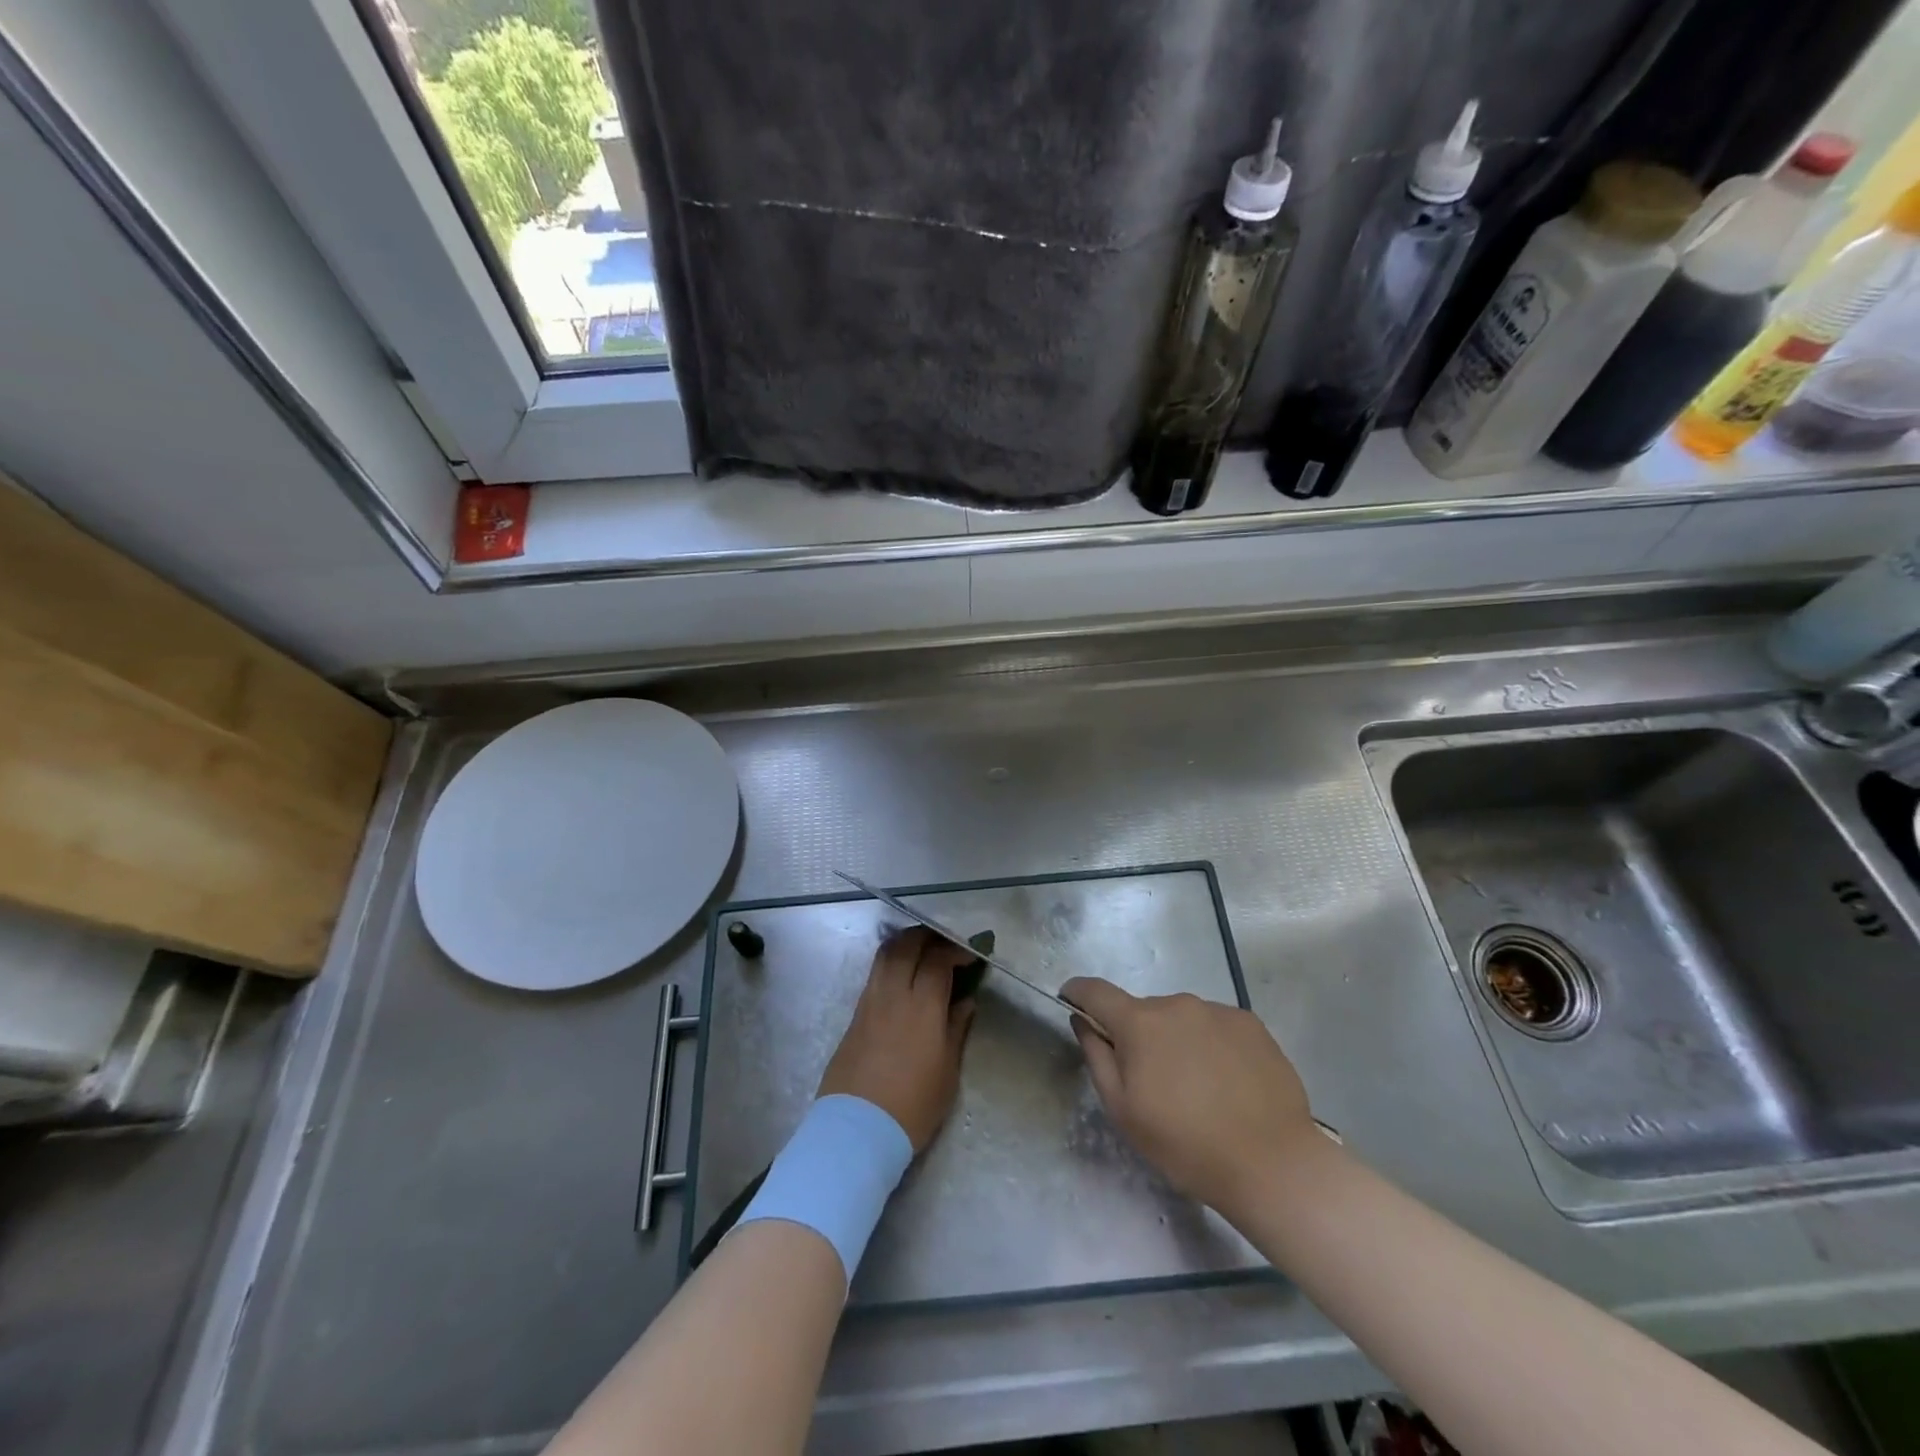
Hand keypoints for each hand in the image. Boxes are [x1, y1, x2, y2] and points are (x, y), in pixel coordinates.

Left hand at [819, 927, 976, 1151]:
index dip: (955, 951)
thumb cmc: (912, 1106)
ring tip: (921, 951)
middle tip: (944, 943)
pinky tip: (901, 976)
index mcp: (922, 1006)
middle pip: (907, 945)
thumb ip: (956, 1029)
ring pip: (885, 954)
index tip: (970, 955)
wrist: (858, 1129)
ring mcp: (870, 1002)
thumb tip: (965, 1002)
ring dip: (905, 943)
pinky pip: (874, 974)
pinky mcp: (855, 1015)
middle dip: (928, 936)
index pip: (937, 960)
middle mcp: (893, 994)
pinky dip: (890, 963)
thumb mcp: (947, 1072)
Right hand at [1062, 977, 1318, 1218]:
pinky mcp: (1251, 1024)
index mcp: (1140, 1022)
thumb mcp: (1123, 1112)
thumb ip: (1096, 1058)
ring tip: (1197, 1088)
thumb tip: (1082, 1021)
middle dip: (1138, 1035)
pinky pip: (1215, 1026)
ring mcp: (1217, 1010)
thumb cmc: (1186, 1145)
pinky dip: (1210, 1045)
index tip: (1070, 1000)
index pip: (1096, 991)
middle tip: (1152, 1081)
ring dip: (1177, 1041)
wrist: (1272, 1164)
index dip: (1078, 992)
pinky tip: (1227, 1083)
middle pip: (1143, 1011)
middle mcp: (1177, 1004)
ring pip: (1181, 1019)